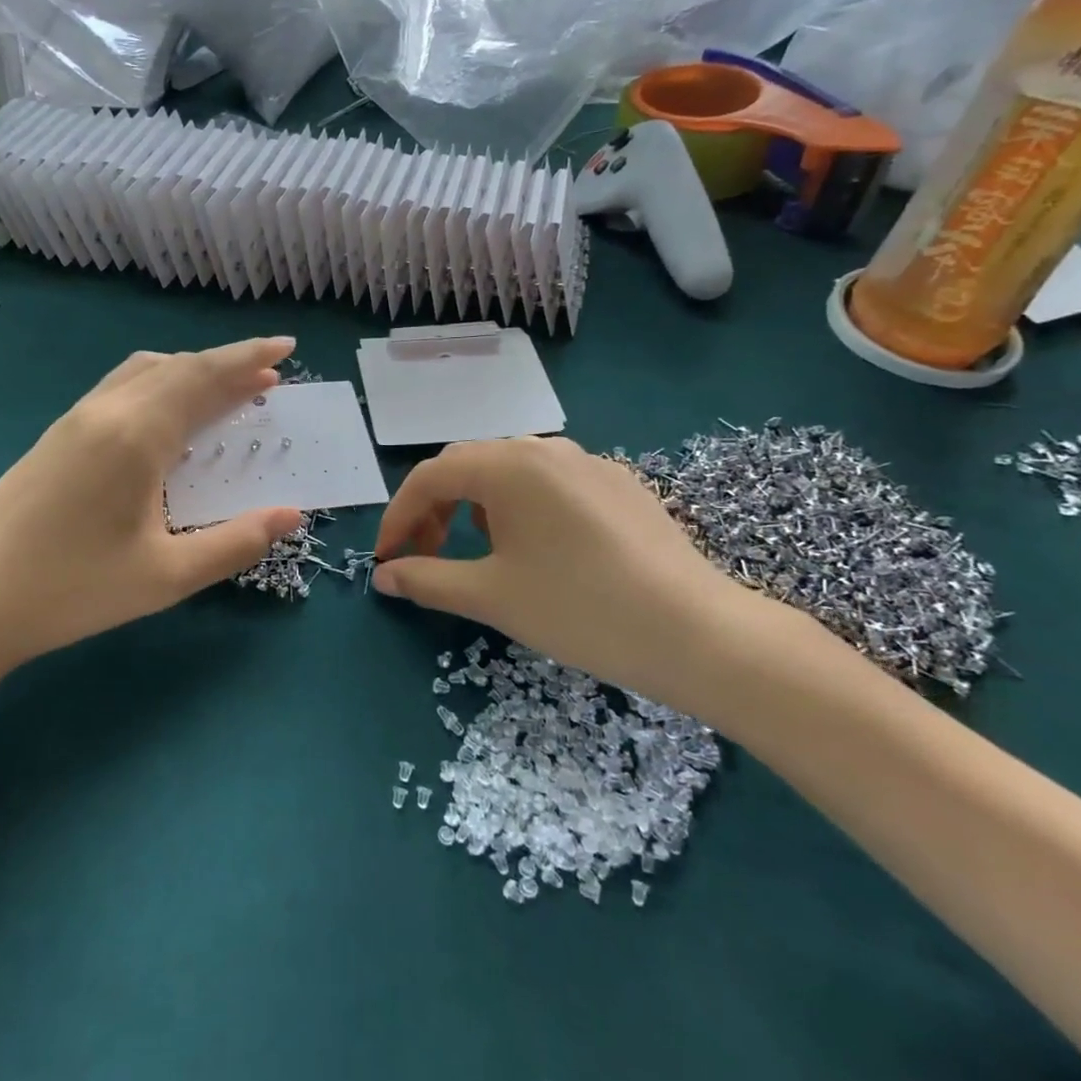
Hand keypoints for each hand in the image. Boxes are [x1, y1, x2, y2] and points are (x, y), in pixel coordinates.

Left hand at [0, 337, 301, 693]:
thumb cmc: (72, 591)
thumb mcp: (167, 577)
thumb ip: (235, 543)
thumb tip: (291, 514)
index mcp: (137, 435)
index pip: (204, 378)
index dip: (249, 358)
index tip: (287, 346)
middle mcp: (106, 412)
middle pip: (177, 367)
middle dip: (228, 363)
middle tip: (269, 372)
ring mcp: (75, 420)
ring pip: (143, 371)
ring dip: (190, 370)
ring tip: (225, 388)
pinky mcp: (55, 436)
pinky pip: (119, 388)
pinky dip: (158, 383)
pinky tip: (164, 415)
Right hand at [371, 438, 765, 712]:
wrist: (696, 632)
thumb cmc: (578, 609)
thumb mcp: (492, 596)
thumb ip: (427, 579)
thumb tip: (384, 577)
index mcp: (507, 465)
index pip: (430, 477)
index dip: (398, 517)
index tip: (386, 559)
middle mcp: (544, 448)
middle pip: (468, 465)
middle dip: (435, 509)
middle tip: (427, 555)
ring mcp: (587, 461)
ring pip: (510, 470)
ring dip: (477, 504)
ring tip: (481, 550)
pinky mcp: (618, 482)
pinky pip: (551, 482)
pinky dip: (521, 506)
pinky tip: (540, 547)